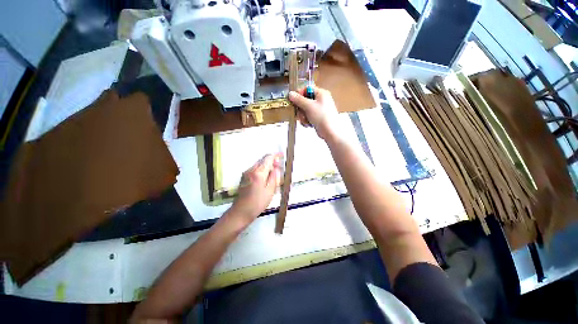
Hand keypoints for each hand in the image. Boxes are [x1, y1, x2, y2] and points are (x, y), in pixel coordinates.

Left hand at [230, 153, 282, 224]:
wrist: (241, 212)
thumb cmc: (258, 203)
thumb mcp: (270, 191)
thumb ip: (274, 177)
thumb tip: (276, 168)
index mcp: (258, 173)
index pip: (268, 159)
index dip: (275, 155)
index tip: (282, 155)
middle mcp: (251, 170)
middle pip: (262, 160)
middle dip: (271, 161)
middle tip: (279, 167)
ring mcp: (246, 173)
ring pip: (258, 164)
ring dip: (266, 165)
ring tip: (274, 172)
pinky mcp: (244, 177)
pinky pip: (254, 169)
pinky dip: (261, 169)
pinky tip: (265, 177)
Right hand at [288, 86, 339, 140]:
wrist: (330, 132)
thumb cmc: (322, 117)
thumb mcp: (309, 106)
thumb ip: (299, 99)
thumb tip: (291, 93)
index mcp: (321, 93)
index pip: (307, 89)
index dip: (299, 94)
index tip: (294, 100)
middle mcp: (320, 100)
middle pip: (304, 100)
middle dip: (301, 109)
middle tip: (300, 113)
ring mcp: (319, 109)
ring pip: (305, 110)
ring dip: (303, 116)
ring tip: (305, 120)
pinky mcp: (317, 117)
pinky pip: (308, 116)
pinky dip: (306, 120)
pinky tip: (308, 124)